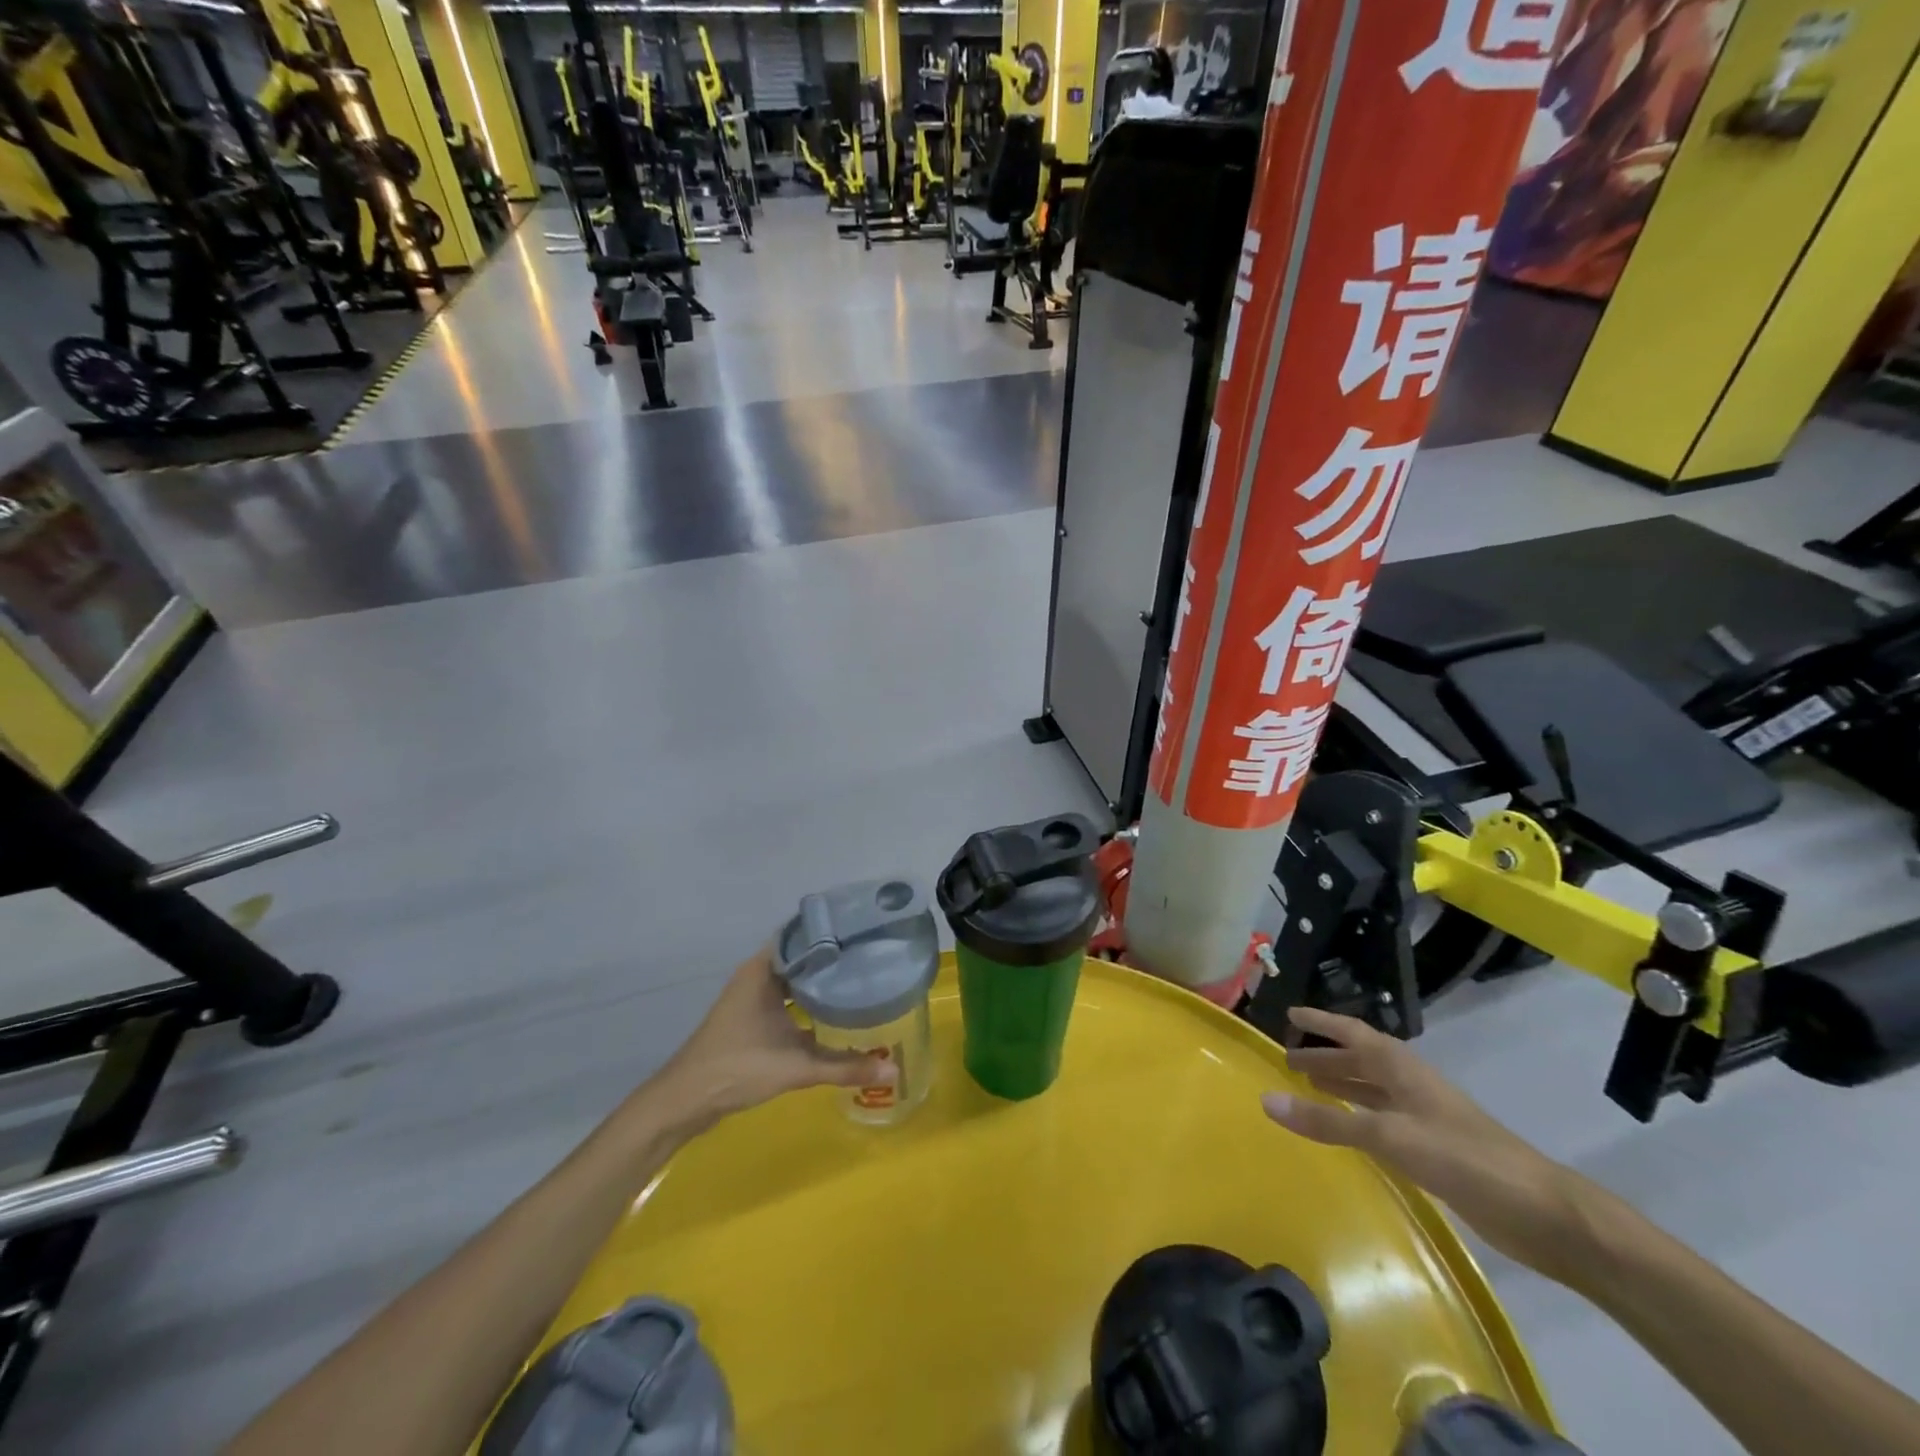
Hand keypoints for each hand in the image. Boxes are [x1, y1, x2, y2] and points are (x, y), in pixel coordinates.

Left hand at [657, 949, 895, 1123]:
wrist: (685, 1101)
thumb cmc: (737, 1068)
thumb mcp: (796, 1067)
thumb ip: (845, 1067)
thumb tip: (893, 1070)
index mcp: (762, 970)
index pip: (803, 935)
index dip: (833, 932)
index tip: (866, 933)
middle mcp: (757, 975)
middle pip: (801, 957)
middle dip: (833, 958)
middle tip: (873, 958)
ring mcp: (752, 997)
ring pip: (794, 979)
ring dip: (820, 981)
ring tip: (861, 980)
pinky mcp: (752, 1018)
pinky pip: (787, 998)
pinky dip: (809, 1001)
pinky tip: (835, 1012)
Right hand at [1262, 1006, 1590, 1279]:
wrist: (1544, 1215)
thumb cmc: (1465, 1159)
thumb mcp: (1391, 1136)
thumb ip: (1329, 1121)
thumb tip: (1267, 1101)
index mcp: (1401, 1068)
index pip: (1351, 1032)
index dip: (1320, 1022)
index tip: (1289, 1013)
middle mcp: (1410, 1084)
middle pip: (1359, 1060)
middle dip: (1324, 1056)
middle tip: (1287, 1060)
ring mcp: (1424, 1117)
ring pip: (1371, 1090)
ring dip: (1340, 1085)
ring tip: (1306, 1087)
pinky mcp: (1433, 1150)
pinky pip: (1382, 1120)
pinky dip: (1357, 1116)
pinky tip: (1346, 1129)